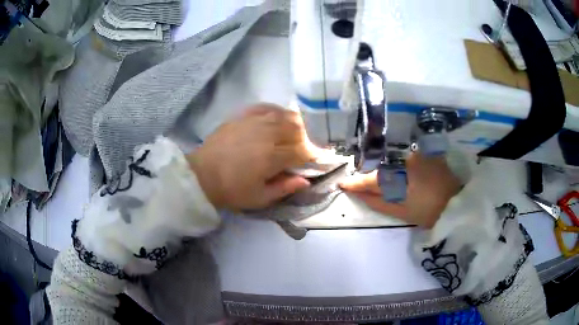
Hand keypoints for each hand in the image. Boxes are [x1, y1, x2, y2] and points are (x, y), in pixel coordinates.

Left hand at [187, 103, 317, 210]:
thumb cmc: (231, 190)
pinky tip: (276, 119)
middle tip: (302, 150)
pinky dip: (276, 111)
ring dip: (294, 124)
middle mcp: (265, 134)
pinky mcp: (242, 116)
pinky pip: (266, 107)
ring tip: (291, 135)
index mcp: (271, 157)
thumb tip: (306, 181)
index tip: (319, 159)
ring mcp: (253, 122)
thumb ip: (284, 188)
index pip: (302, 151)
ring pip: (284, 115)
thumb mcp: (259, 198)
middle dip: (305, 138)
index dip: (313, 155)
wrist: (202, 176)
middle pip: (296, 128)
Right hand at [339, 153, 461, 228]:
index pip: (370, 179)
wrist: (455, 204)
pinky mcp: (425, 154)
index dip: (356, 183)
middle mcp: (404, 161)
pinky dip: (401, 168)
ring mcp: (416, 155)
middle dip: (373, 178)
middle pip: (382, 169)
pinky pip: (406, 160)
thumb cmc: (427, 212)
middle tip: (365, 187)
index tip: (343, 184)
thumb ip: (377, 202)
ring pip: (394, 164)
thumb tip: (359, 194)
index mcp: (398, 178)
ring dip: (388, 173)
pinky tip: (406, 178)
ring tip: (390, 185)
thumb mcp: (401, 212)